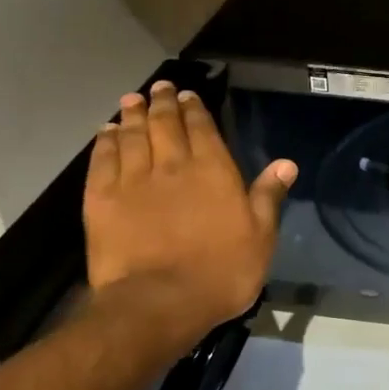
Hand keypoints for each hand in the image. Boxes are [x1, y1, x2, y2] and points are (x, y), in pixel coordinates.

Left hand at [83, 81, 295, 345]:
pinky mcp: (102, 200)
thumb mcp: (261, 237)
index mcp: (213, 171)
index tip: (188, 96)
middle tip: (160, 87)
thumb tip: (286, 163)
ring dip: (133, 116)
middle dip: (163, 103)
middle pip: (165, 125)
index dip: (195, 110)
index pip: (202, 129)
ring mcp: (133, 181)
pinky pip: (103, 161)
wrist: (159, 302)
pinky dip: (105, 143)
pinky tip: (106, 134)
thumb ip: (268, 196)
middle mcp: (172, 166)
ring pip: (132, 136)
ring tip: (132, 100)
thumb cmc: (221, 272)